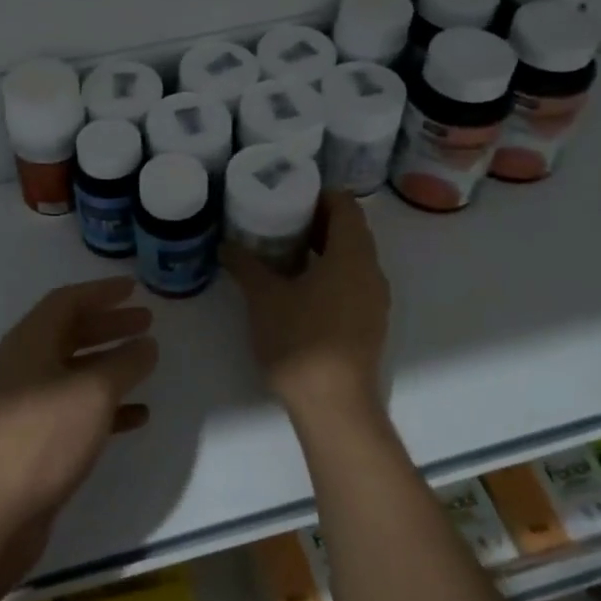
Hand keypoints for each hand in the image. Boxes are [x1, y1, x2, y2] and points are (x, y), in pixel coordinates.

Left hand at [0, 277, 158, 544]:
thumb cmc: (47, 436)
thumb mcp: (95, 392)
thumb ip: (126, 363)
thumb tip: (146, 344)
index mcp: (29, 342)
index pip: (67, 300)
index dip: (101, 292)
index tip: (133, 289)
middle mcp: (23, 364)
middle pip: (70, 332)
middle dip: (109, 325)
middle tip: (146, 322)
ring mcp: (26, 402)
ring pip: (74, 370)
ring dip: (109, 362)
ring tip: (146, 362)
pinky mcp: (33, 436)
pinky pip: (74, 407)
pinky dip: (104, 403)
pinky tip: (136, 414)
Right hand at [223, 191, 390, 424]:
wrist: (334, 406)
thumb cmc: (301, 340)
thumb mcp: (264, 298)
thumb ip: (246, 265)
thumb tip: (227, 246)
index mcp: (352, 255)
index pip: (345, 205)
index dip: (318, 194)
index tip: (287, 194)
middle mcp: (372, 272)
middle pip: (350, 231)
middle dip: (315, 220)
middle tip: (277, 218)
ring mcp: (374, 301)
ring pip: (351, 259)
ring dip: (322, 249)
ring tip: (282, 251)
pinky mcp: (369, 325)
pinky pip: (351, 283)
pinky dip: (329, 273)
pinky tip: (297, 287)